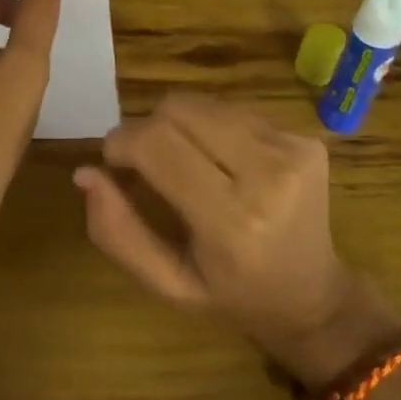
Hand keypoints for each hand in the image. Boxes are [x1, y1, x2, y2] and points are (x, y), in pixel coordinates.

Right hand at [76, 94, 400, 384]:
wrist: (315, 296)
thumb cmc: (232, 295)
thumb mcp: (167, 283)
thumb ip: (118, 231)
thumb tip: (85, 173)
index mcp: (232, 222)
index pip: (157, 144)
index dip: (121, 142)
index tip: (114, 161)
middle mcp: (268, 175)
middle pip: (178, 109)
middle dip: (147, 128)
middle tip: (146, 162)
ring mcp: (292, 149)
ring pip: (203, 103)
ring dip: (180, 124)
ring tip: (186, 162)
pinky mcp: (305, 137)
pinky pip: (233, 110)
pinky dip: (212, 127)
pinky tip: (222, 161)